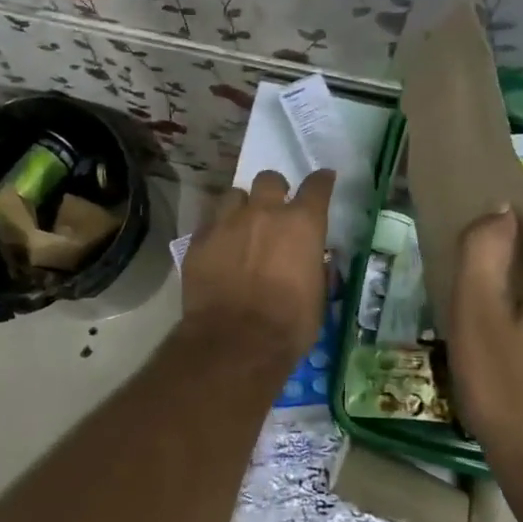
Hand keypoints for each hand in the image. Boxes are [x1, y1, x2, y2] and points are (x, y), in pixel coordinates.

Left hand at [181, 169, 333, 362]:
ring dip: (241, 206)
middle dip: (274, 190)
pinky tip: (218, 248)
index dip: (321, 181)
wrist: (235, 342)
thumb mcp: (316, 295)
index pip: (316, 187)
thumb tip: (309, 260)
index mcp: (301, 224)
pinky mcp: (199, 239)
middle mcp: (264, 212)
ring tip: (241, 226)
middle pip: (269, 179)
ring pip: (234, 195)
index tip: (323, 179)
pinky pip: (209, 222)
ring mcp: (227, 222)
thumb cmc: (288, 325)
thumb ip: (312, 266)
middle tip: (274, 209)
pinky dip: (217, 230)